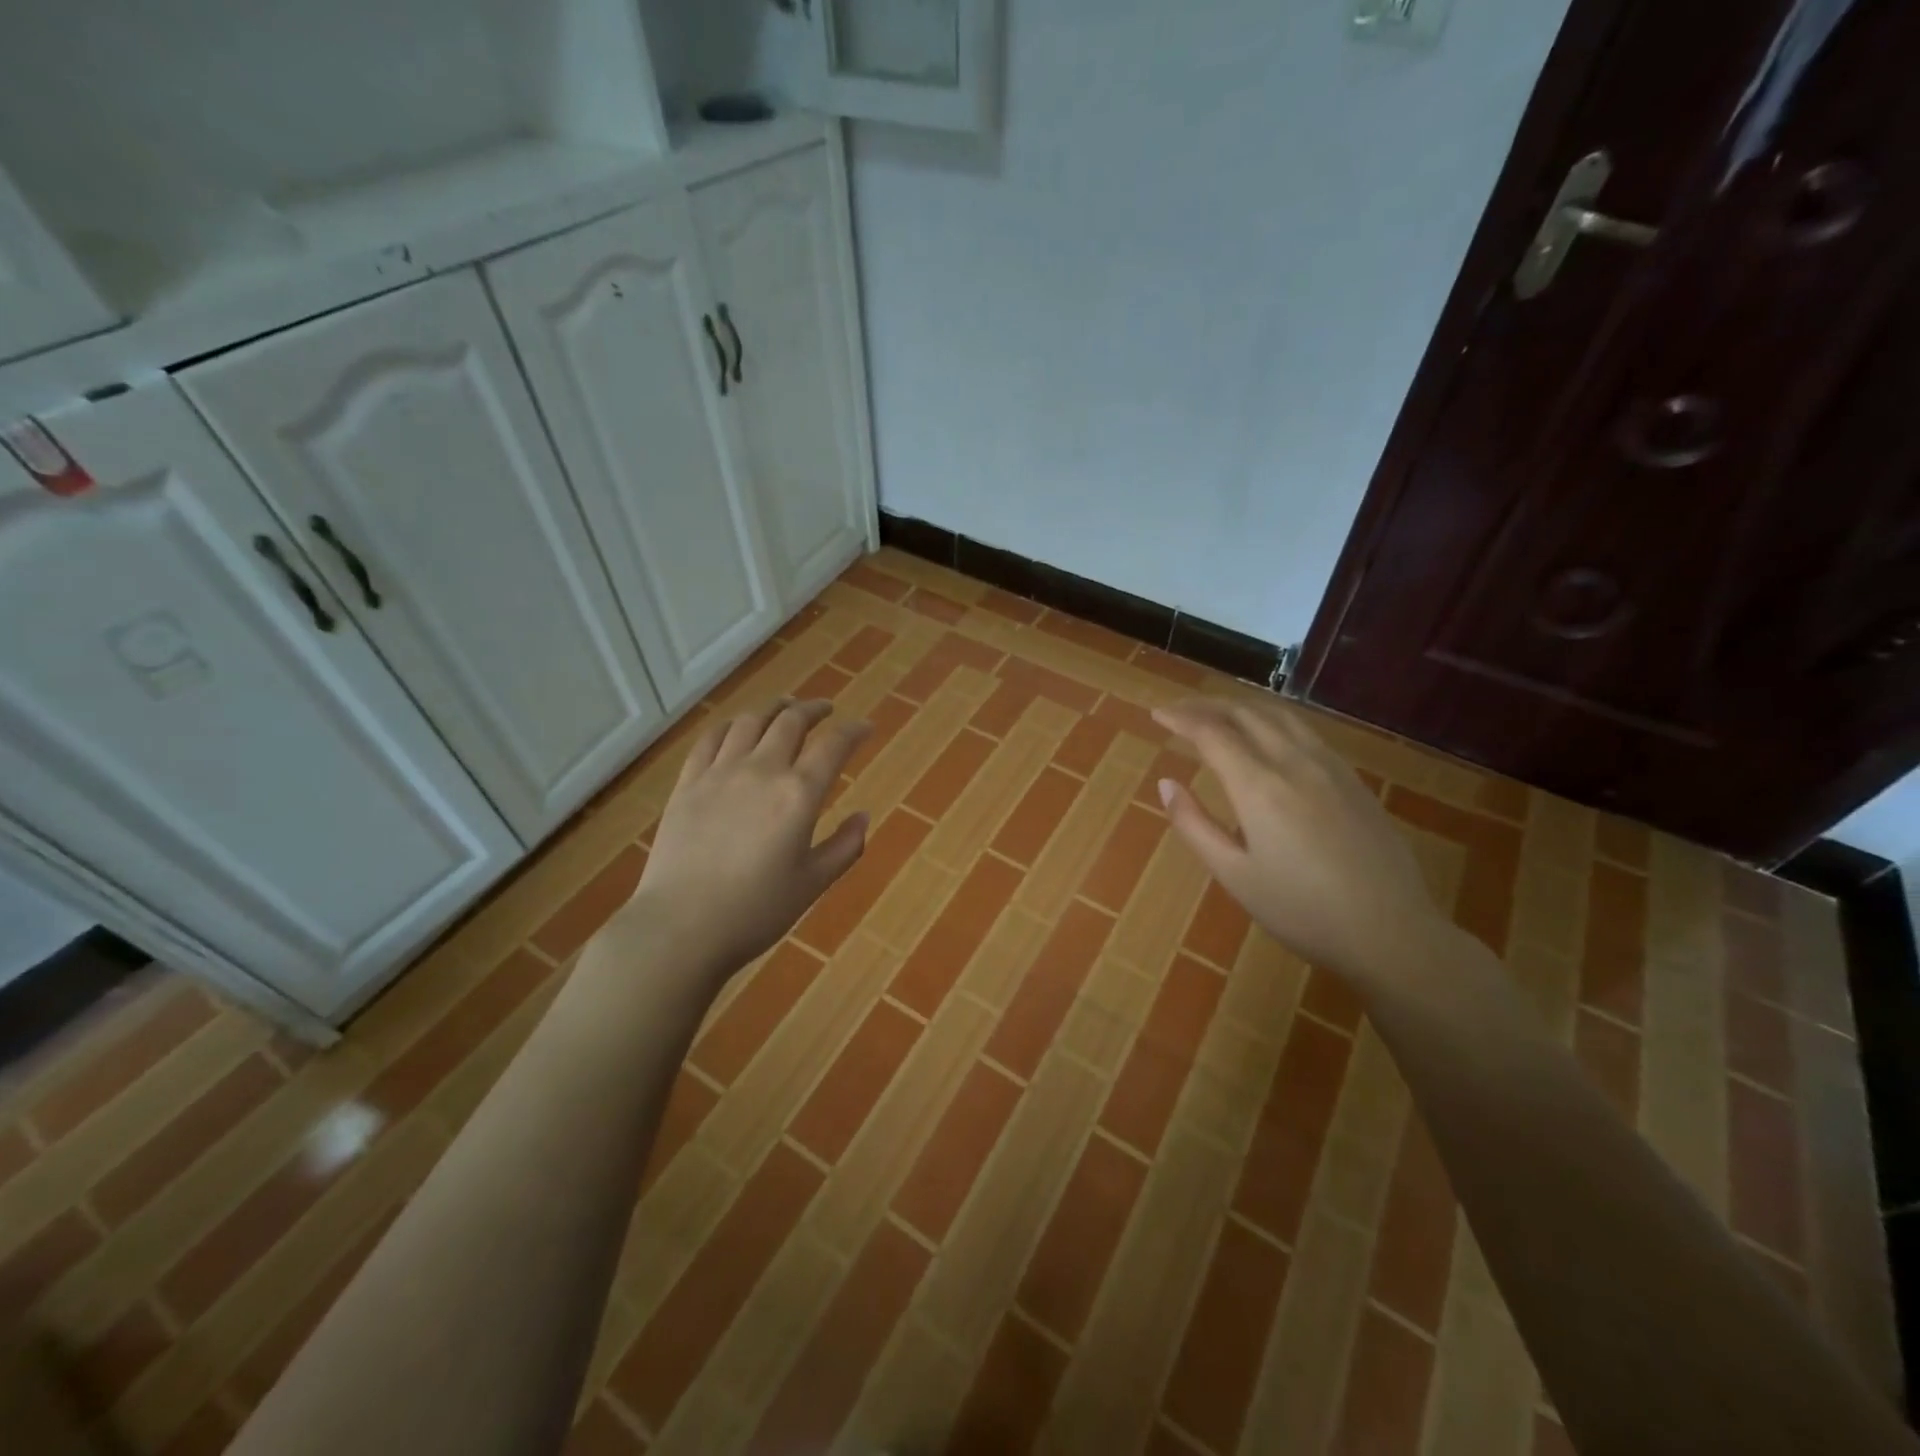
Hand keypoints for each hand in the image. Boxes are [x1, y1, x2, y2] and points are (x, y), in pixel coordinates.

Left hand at [629, 698, 870, 981]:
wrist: (681, 926)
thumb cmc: (755, 911)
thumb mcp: (813, 884)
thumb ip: (845, 847)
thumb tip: (863, 816)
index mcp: (798, 794)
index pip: (833, 746)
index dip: (853, 731)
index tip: (865, 727)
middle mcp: (761, 771)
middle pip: (791, 721)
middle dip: (814, 709)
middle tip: (826, 709)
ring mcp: (719, 773)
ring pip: (750, 722)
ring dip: (773, 709)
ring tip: (784, 708)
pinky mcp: (687, 784)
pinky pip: (710, 739)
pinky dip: (730, 726)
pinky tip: (736, 728)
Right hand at [1151, 697, 1450, 982]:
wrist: (1392, 932)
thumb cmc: (1302, 911)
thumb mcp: (1234, 876)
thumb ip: (1194, 825)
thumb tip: (1166, 784)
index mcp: (1259, 786)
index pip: (1212, 732)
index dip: (1181, 718)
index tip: (1157, 714)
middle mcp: (1294, 763)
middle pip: (1245, 713)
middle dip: (1206, 705)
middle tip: (1178, 711)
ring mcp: (1330, 767)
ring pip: (1279, 714)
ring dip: (1241, 706)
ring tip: (1217, 714)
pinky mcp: (1352, 779)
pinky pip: (1304, 730)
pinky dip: (1272, 719)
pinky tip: (1267, 736)